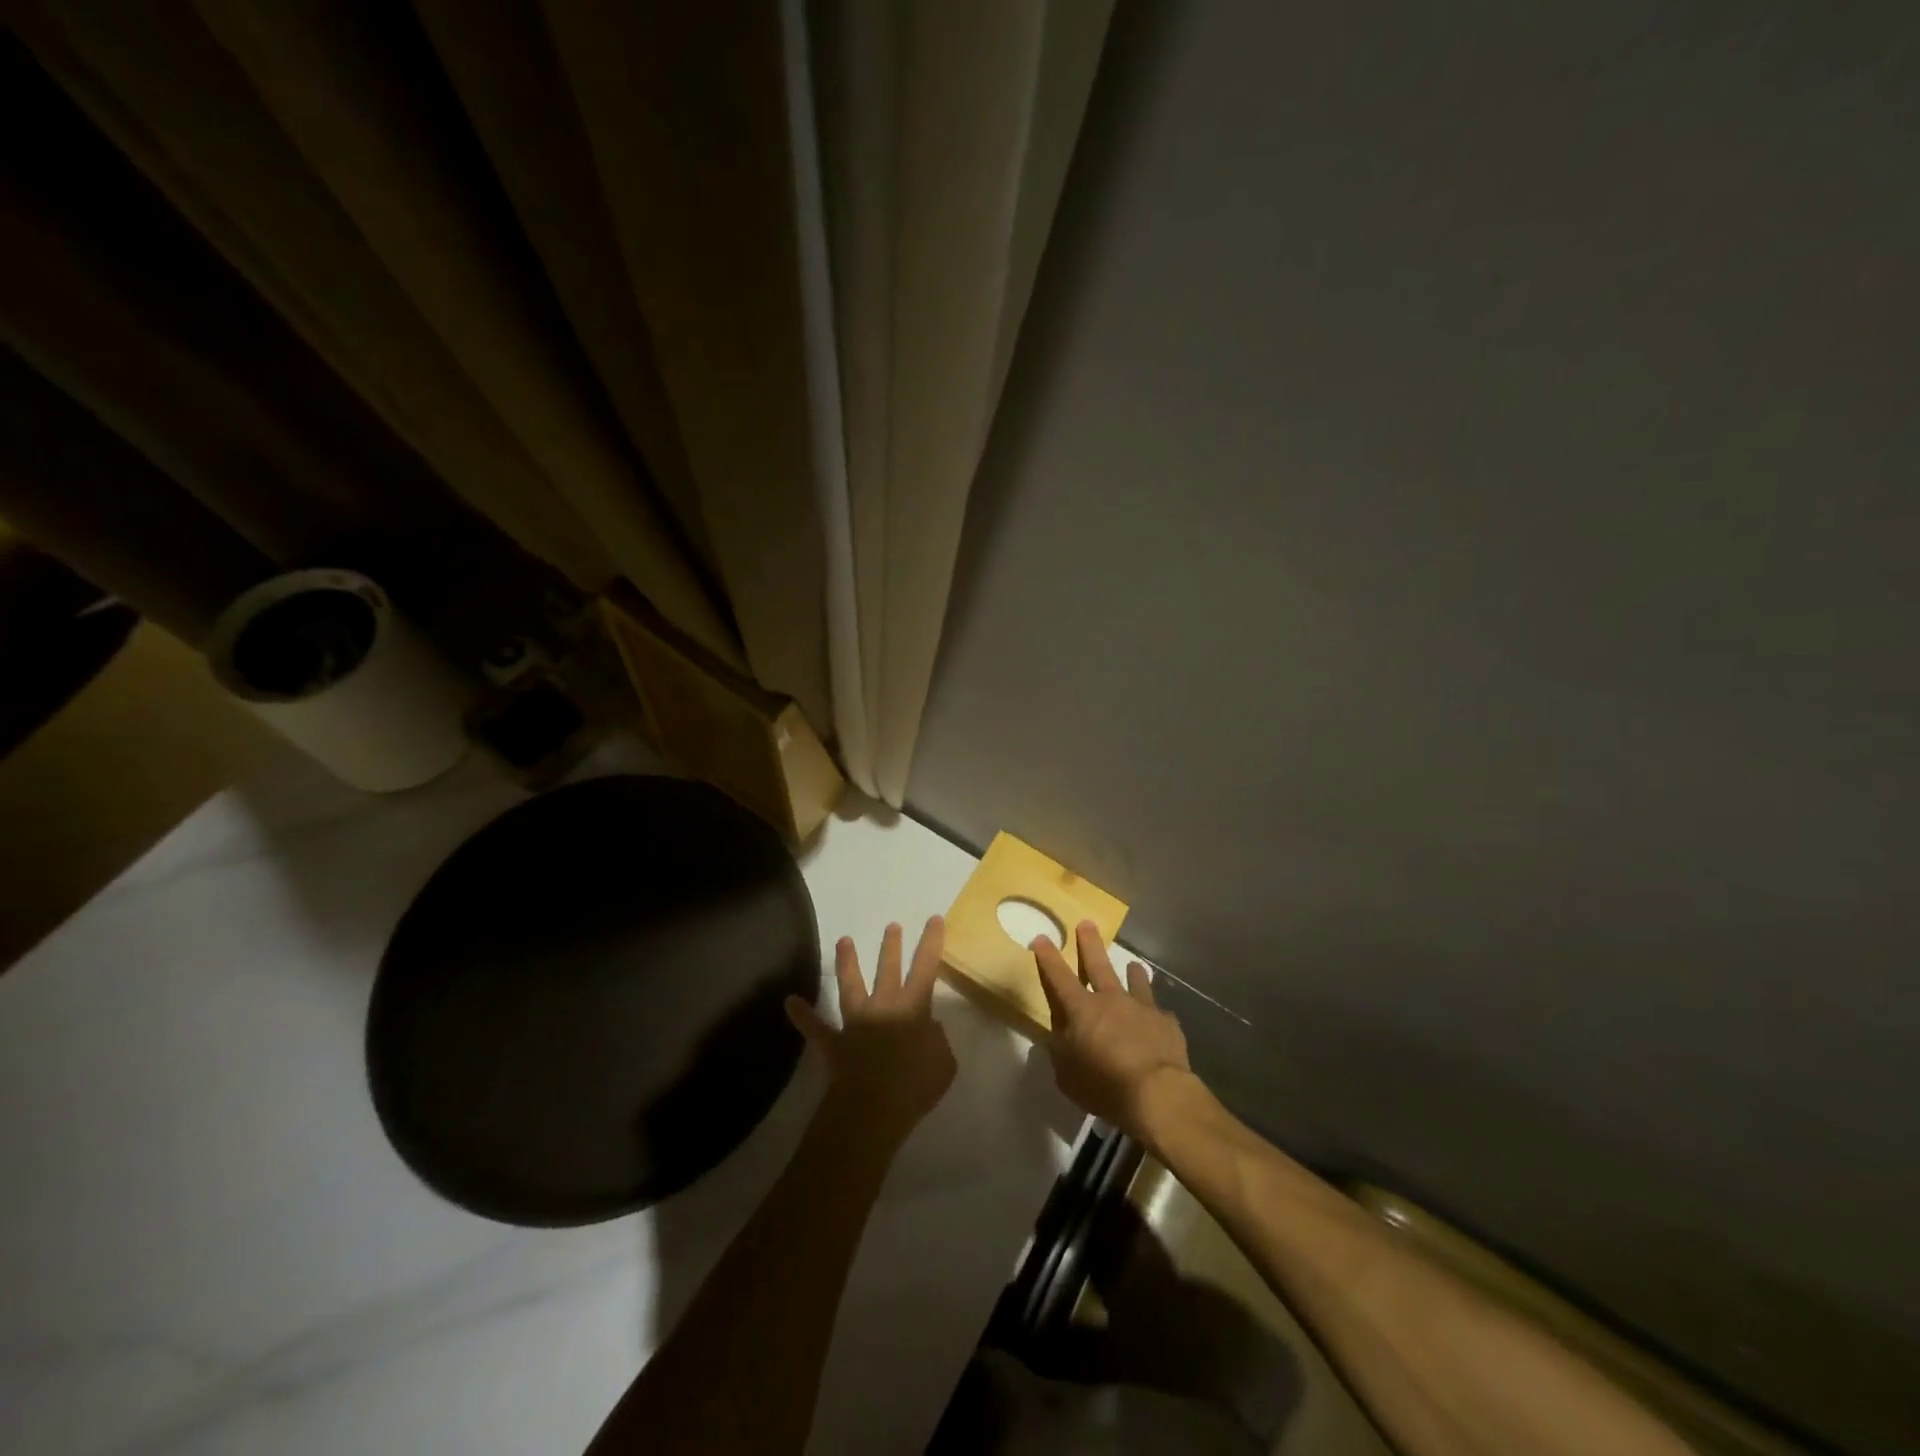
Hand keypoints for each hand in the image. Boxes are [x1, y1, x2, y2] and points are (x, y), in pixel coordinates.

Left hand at [786, 917, 956, 1146]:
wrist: (872, 1107)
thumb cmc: (915, 1085)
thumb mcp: (943, 1063)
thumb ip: (938, 1041)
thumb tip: (929, 1028)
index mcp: (913, 1008)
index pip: (926, 967)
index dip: (931, 942)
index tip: (933, 918)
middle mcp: (883, 1006)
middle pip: (888, 969)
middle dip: (891, 946)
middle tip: (891, 925)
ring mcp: (855, 1022)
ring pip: (850, 986)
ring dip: (847, 963)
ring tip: (843, 941)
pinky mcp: (834, 1043)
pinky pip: (816, 1028)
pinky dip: (803, 1016)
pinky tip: (790, 1002)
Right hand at [1035, 921, 1191, 1140]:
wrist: (1157, 1092)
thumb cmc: (1104, 1085)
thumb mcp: (1067, 1075)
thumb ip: (1060, 1052)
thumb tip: (1057, 1037)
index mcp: (1082, 1010)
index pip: (1059, 977)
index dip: (1048, 957)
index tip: (1041, 937)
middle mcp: (1111, 1000)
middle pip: (1098, 965)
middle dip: (1089, 944)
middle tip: (1087, 923)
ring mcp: (1142, 1008)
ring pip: (1135, 981)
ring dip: (1132, 972)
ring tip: (1133, 964)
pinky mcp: (1166, 1023)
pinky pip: (1159, 1012)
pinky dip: (1155, 1014)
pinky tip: (1158, 1018)